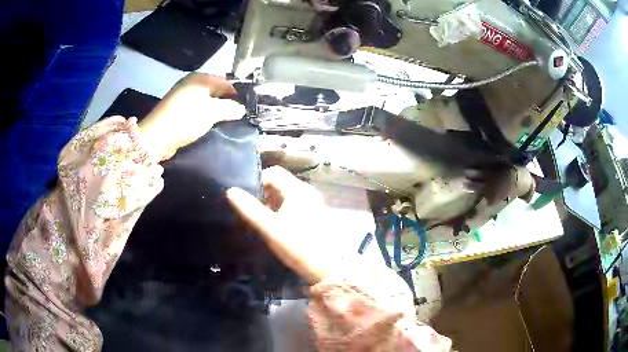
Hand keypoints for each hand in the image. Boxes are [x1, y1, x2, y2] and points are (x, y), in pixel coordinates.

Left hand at [139, 73, 244, 160]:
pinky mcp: (177, 109)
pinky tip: (209, 126)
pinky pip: (197, 109)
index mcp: (200, 78)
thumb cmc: (186, 118)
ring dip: (215, 112)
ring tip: (224, 123)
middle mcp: (191, 83)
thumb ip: (230, 108)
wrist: (157, 136)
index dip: (236, 95)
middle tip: (236, 118)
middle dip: (226, 104)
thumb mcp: (212, 112)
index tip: (245, 110)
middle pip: (216, 91)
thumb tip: (242, 109)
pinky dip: (204, 116)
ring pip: (206, 101)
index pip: (226, 82)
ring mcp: (183, 96)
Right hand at [226, 167, 334, 283]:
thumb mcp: (269, 228)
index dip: (257, 180)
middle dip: (264, 191)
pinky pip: (294, 202)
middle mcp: (308, 191)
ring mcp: (314, 202)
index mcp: (298, 190)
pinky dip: (282, 207)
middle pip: (281, 181)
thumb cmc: (297, 247)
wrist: (325, 268)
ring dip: (272, 200)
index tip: (245, 195)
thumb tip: (231, 191)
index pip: (274, 172)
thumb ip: (250, 209)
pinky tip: (275, 222)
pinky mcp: (315, 213)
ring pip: (287, 192)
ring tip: (260, 215)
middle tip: (250, 207)